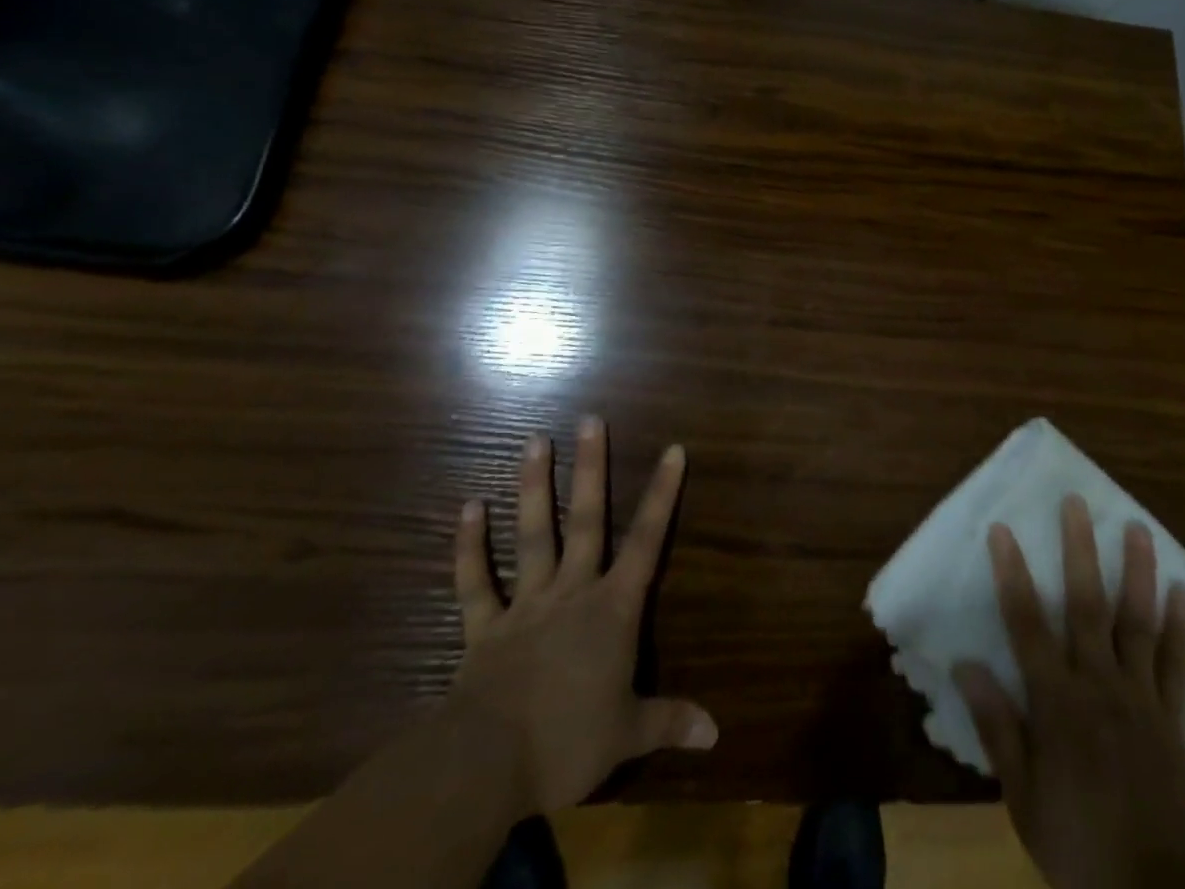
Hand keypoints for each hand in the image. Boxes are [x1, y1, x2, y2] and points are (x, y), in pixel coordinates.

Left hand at [448, 417, 716, 814]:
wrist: (487, 766)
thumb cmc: (568, 741)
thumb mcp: (628, 734)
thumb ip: (670, 721)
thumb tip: (716, 732)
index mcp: (612, 608)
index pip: (646, 541)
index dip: (663, 494)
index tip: (673, 449)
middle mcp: (572, 591)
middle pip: (586, 519)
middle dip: (591, 468)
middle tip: (590, 419)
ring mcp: (525, 604)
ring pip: (532, 535)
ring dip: (533, 487)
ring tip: (534, 440)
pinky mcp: (484, 628)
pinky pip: (475, 581)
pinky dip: (469, 546)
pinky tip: (468, 507)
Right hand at [954, 495, 1184, 888]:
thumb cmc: (1076, 847)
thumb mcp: (1022, 796)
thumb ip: (996, 726)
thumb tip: (964, 664)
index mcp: (1056, 702)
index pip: (1026, 624)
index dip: (1012, 573)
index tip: (1002, 529)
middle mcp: (1099, 686)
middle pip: (1087, 606)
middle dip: (1079, 551)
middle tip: (1076, 503)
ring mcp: (1141, 699)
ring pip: (1138, 623)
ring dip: (1138, 573)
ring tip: (1139, 529)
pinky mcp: (1173, 720)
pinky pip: (1179, 667)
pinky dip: (1183, 629)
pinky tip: (1184, 592)